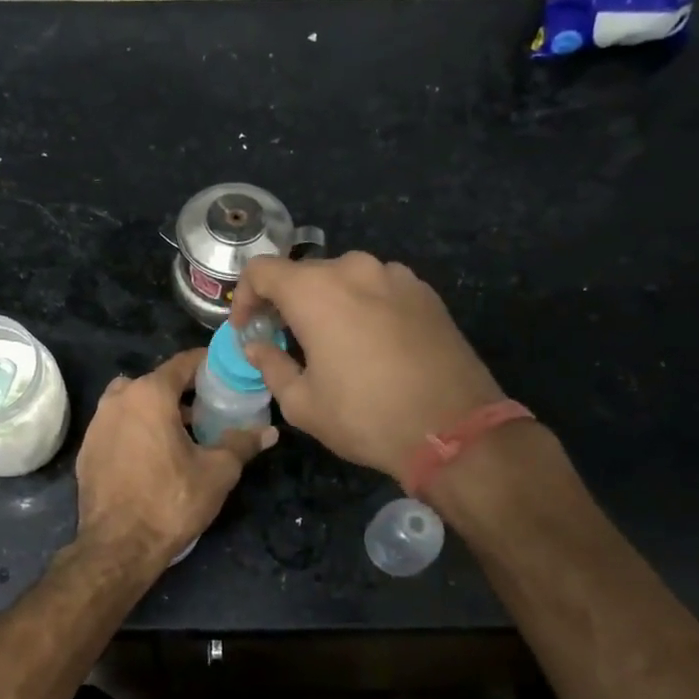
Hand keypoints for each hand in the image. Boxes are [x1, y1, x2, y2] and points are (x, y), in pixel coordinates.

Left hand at [74, 349, 276, 566]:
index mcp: (149, 394)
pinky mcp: (87, 449)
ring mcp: (97, 424)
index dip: (208, 364)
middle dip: (183, 391)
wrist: (118, 546)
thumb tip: (269, 432)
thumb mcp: (217, 472)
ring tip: (182, 432)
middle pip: (156, 382)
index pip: (183, 363)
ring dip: (157, 410)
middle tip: (209, 407)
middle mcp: (118, 399)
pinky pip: (117, 426)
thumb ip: (242, 444)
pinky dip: (136, 430)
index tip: (227, 372)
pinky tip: (152, 455)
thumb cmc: (171, 501)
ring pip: (133, 403)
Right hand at [233, 252, 502, 479]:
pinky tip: (370, 343)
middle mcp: (355, 269)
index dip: (244, 297)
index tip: (248, 329)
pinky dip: (362, 306)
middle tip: (283, 339)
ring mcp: (396, 276)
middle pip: (304, 273)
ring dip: (326, 303)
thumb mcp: (303, 403)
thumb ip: (271, 366)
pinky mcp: (426, 292)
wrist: (454, 428)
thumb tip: (257, 347)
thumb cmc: (365, 416)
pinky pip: (379, 289)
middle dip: (285, 302)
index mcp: (315, 291)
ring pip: (344, 279)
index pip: (261, 270)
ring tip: (329, 341)